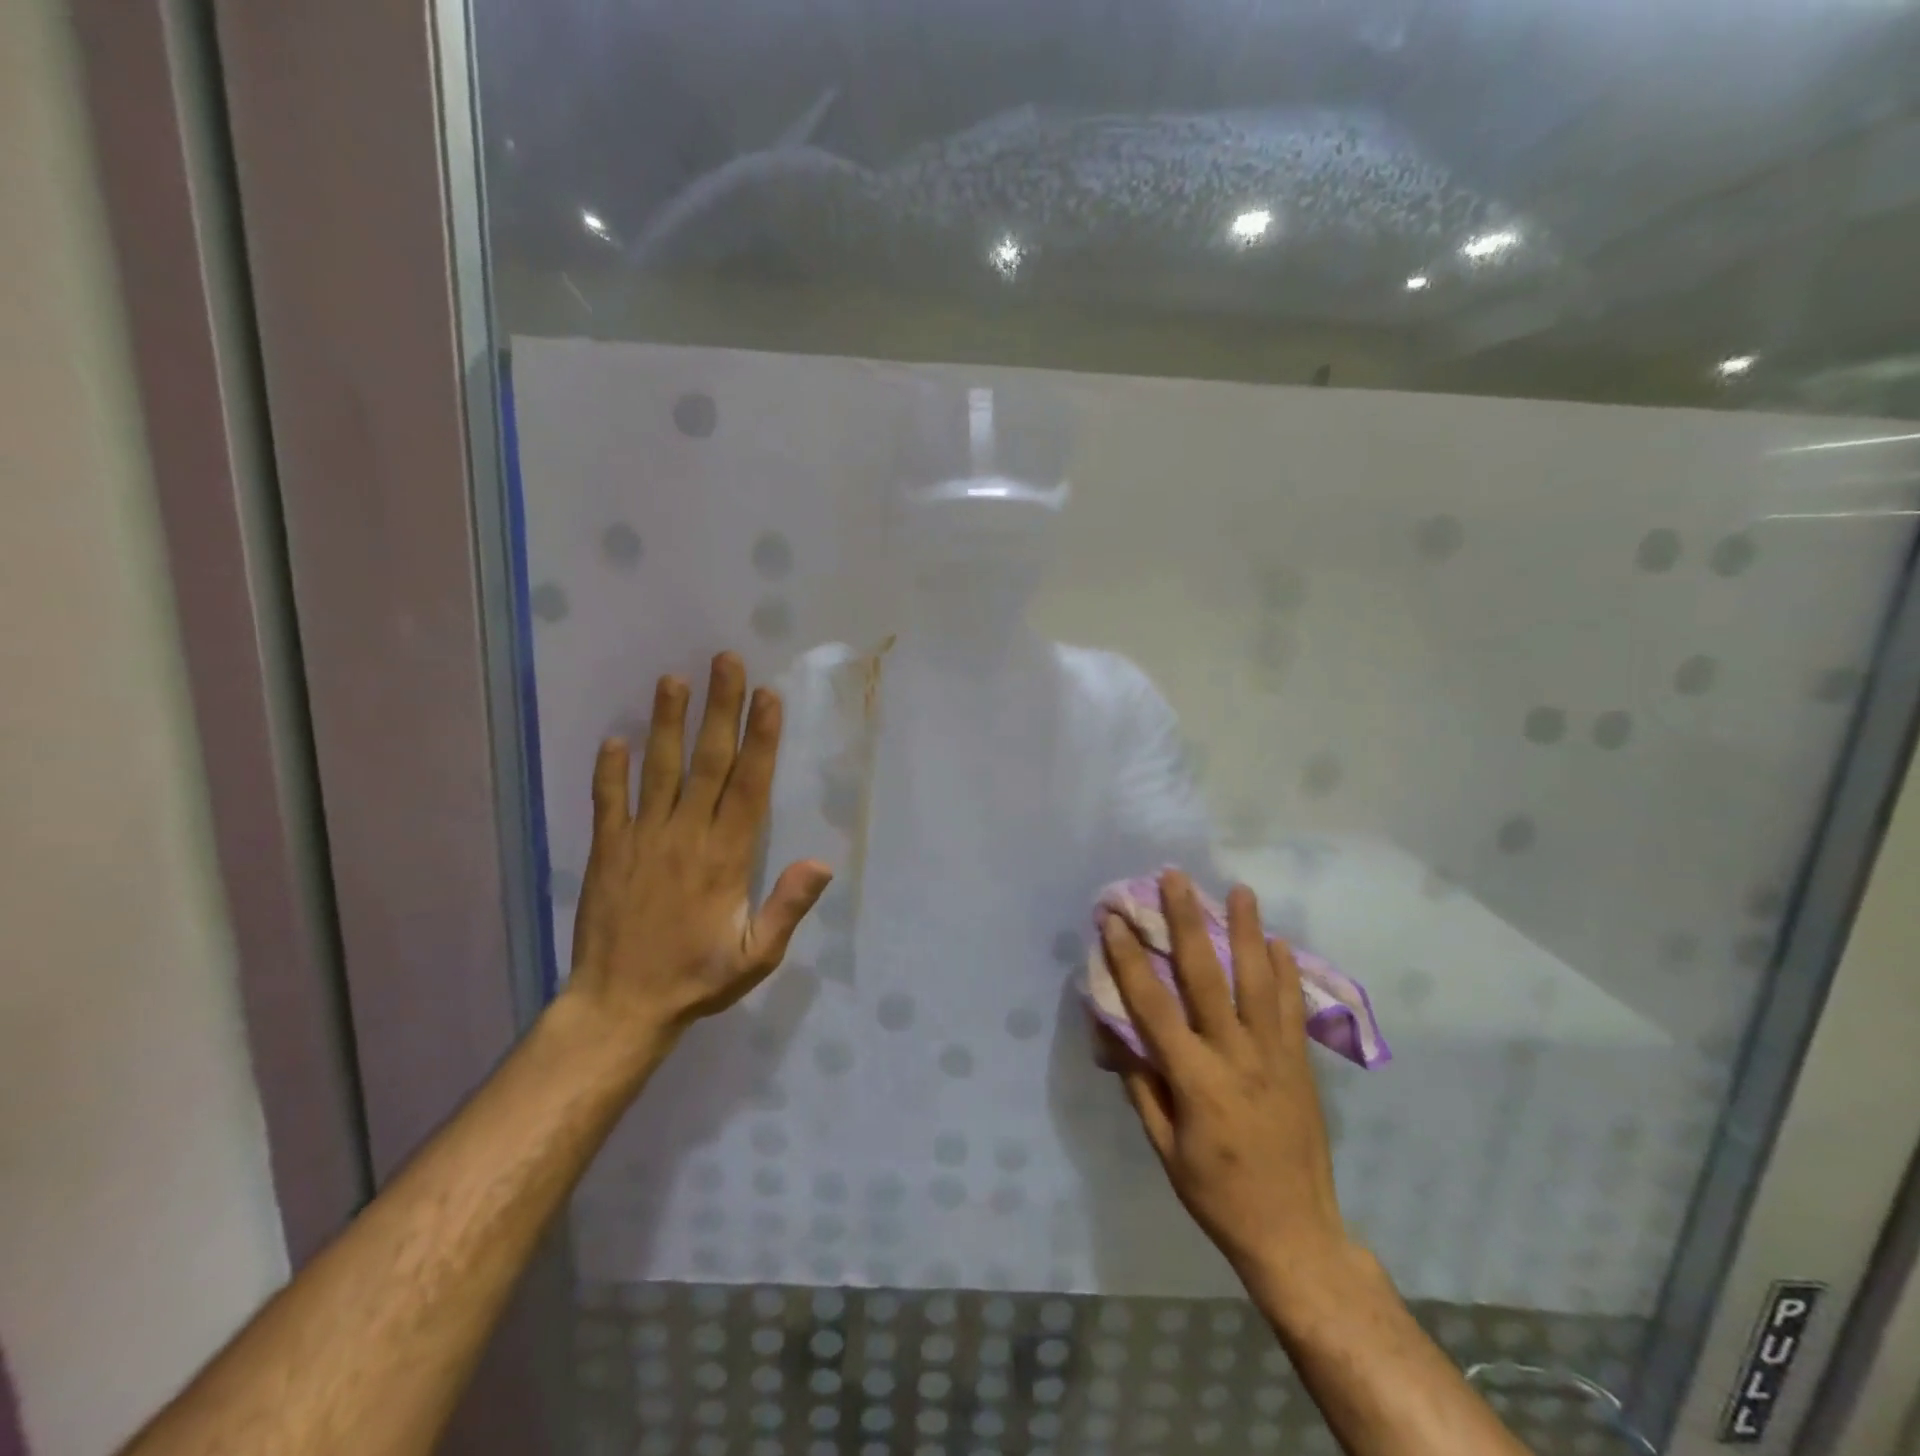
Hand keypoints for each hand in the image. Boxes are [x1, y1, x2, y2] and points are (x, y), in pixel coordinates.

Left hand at [564, 653, 831, 1050]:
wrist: (619, 1007)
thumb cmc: (698, 980)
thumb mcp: (756, 956)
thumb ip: (787, 908)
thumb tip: (821, 862)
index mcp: (727, 857)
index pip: (749, 785)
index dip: (761, 738)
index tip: (767, 696)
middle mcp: (686, 836)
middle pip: (708, 762)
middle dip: (720, 710)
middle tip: (725, 661)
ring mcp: (642, 840)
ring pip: (658, 770)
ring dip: (667, 722)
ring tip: (673, 679)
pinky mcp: (608, 851)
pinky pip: (609, 803)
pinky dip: (610, 770)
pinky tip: (614, 738)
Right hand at [1098, 870, 1354, 1298]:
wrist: (1295, 1233)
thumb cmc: (1216, 1194)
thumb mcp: (1163, 1146)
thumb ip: (1140, 1084)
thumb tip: (1114, 1033)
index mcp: (1195, 1079)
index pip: (1153, 1005)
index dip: (1130, 959)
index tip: (1114, 920)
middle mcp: (1236, 1055)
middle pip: (1207, 976)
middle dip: (1186, 922)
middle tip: (1175, 878)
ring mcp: (1275, 1056)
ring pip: (1259, 981)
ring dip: (1247, 931)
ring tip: (1240, 889)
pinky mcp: (1300, 1063)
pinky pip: (1291, 1007)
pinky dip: (1285, 971)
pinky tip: (1278, 942)